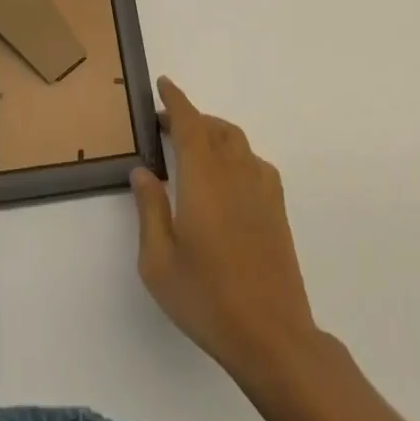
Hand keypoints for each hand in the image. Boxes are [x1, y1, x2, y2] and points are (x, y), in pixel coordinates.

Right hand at [130, 77, 318, 378]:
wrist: (272, 336)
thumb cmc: (207, 298)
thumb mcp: (159, 261)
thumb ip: (149, 209)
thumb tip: (143, 172)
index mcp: (202, 176)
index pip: (188, 121)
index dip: (175, 99)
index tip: (163, 84)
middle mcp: (233, 170)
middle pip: (212, 126)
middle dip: (189, 118)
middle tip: (165, 126)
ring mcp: (260, 187)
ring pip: (235, 140)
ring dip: (213, 133)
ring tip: (194, 148)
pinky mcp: (277, 208)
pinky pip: (254, 161)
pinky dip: (235, 155)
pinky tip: (227, 178)